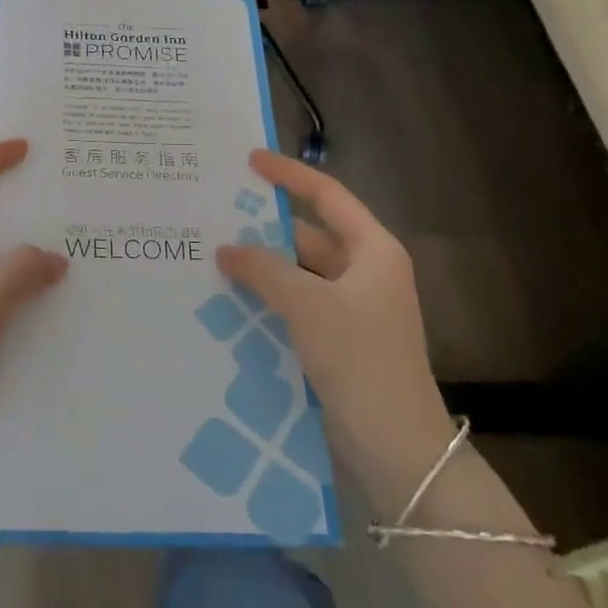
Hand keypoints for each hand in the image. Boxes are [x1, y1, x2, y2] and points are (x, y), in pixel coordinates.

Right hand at [217, 150, 450, 466]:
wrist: (396, 446)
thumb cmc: (359, 359)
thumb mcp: (308, 305)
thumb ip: (264, 269)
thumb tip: (227, 248)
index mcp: (373, 251)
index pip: (327, 197)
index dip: (289, 175)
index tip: (250, 160)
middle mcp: (365, 273)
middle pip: (309, 236)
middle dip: (265, 229)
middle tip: (215, 218)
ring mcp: (353, 309)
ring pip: (299, 274)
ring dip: (263, 268)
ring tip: (212, 258)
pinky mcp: (339, 340)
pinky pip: (297, 305)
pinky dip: (268, 299)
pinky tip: (230, 301)